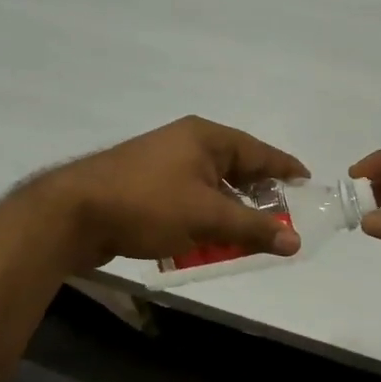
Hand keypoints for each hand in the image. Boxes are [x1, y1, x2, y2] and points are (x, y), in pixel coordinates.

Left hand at [29, 117, 309, 271]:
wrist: (72, 213)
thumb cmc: (147, 204)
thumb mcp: (207, 217)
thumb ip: (253, 229)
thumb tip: (295, 241)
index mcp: (205, 137)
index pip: (259, 151)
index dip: (286, 168)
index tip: (308, 183)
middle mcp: (186, 144)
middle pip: (235, 170)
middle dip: (258, 198)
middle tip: (281, 221)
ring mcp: (162, 165)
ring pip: (210, 189)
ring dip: (228, 214)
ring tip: (247, 239)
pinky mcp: (144, 187)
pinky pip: (187, 202)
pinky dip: (202, 221)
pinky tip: (206, 244)